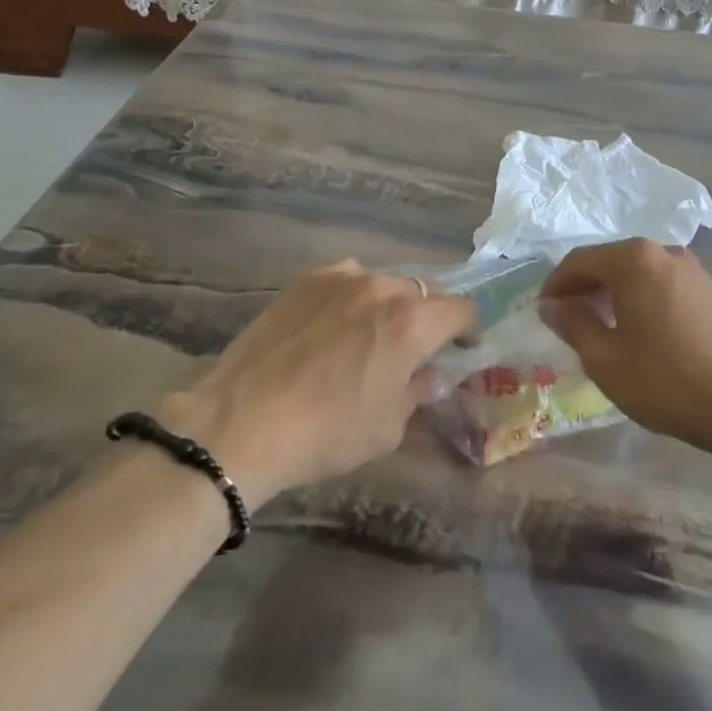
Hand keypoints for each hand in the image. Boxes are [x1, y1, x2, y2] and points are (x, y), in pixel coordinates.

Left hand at [158, 261, 474, 504]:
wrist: (243, 421)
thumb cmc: (327, 432)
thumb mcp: (387, 427)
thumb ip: (418, 392)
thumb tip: (431, 376)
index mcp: (412, 322)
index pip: (461, 309)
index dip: (468, 329)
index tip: (462, 350)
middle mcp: (382, 288)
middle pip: (422, 292)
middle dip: (427, 318)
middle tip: (414, 349)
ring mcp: (341, 278)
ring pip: (382, 283)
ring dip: (388, 305)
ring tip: (370, 334)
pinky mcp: (305, 281)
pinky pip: (345, 279)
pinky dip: (352, 296)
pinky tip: (334, 322)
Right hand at [540, 238, 711, 456]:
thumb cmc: (664, 380)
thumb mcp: (604, 357)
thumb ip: (572, 323)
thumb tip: (551, 305)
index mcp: (634, 259)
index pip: (579, 260)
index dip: (555, 284)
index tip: (542, 312)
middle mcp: (663, 251)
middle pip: (609, 260)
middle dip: (583, 285)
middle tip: (566, 318)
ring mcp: (691, 269)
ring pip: (636, 271)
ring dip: (611, 291)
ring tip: (597, 325)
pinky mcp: (709, 290)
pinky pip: (659, 282)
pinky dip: (638, 296)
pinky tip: (635, 328)